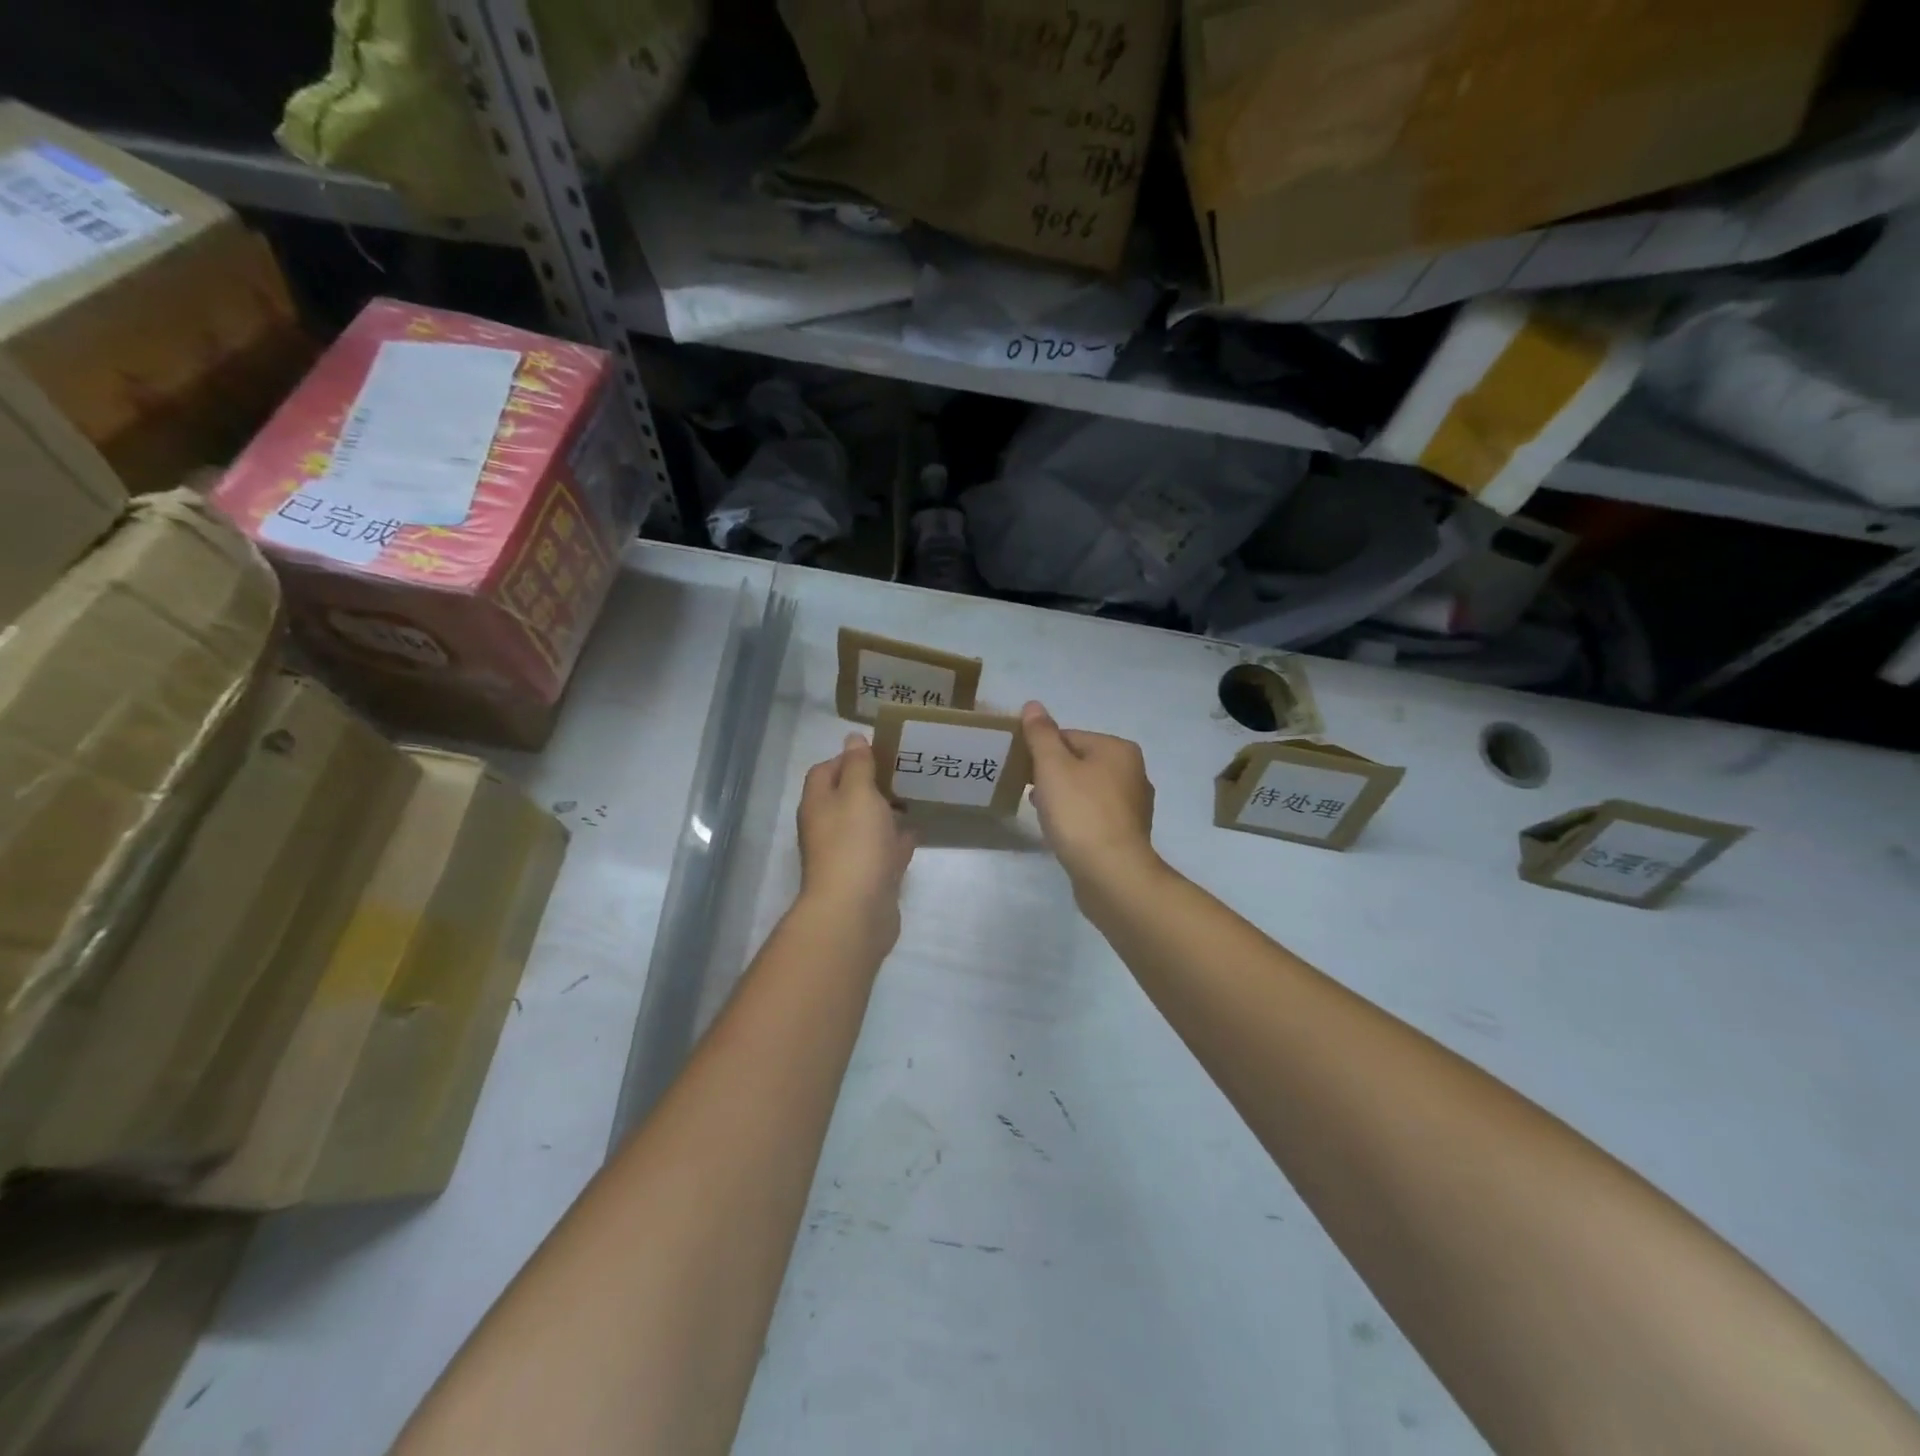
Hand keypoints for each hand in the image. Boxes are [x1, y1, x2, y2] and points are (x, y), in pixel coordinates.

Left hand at [797, 733, 915, 956]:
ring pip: (867, 825)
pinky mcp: (868, 877)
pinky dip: (897, 840)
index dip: (849, 757)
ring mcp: (848, 855)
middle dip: (872, 784)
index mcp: (819, 804)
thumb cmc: (854, 844)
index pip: (826, 770)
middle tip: (904, 770)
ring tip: (915, 795)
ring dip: (886, 811)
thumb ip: (858, 765)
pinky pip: (883, 851)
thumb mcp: (858, 793)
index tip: (880, 750)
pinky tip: (918, 830)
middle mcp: (828, 827)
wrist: (855, 911)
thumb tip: (852, 738)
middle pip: (847, 798)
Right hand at [1021, 702, 1160, 893]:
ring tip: (1043, 815)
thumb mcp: (1052, 766)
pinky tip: (1063, 833)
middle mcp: (1134, 772)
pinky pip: (1095, 815)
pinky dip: (1077, 818)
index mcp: (1119, 749)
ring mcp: (1134, 805)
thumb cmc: (1080, 812)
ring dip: (1063, 798)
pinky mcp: (1128, 834)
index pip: (1069, 736)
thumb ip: (1041, 734)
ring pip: (1087, 790)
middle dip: (1051, 775)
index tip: (1022, 771)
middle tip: (1029, 794)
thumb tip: (1034, 705)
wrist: (1111, 873)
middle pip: (1079, 762)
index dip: (1041, 751)